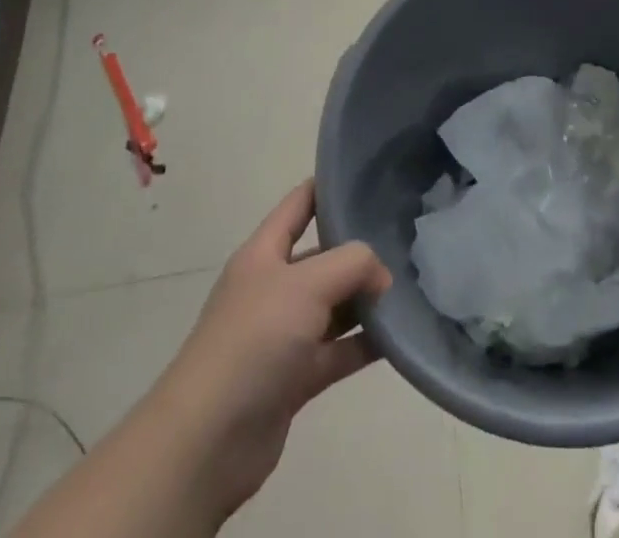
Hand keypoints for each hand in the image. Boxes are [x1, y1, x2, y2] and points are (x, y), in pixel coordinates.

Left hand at [152, 180, 391, 528]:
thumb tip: (382, 277)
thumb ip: (352, 264)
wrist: (207, 441)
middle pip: (322, 257)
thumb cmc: (253, 340)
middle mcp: (273, 287)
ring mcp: (283, 334)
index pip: (299, 204)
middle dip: (359, 250)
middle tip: (406, 239)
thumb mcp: (306, 283)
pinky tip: (399, 336)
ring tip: (411, 286)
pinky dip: (365, 344)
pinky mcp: (294, 378)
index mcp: (264, 253)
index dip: (328, 187)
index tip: (370, 177)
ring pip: (334, 306)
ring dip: (366, 299)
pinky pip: (338, 351)